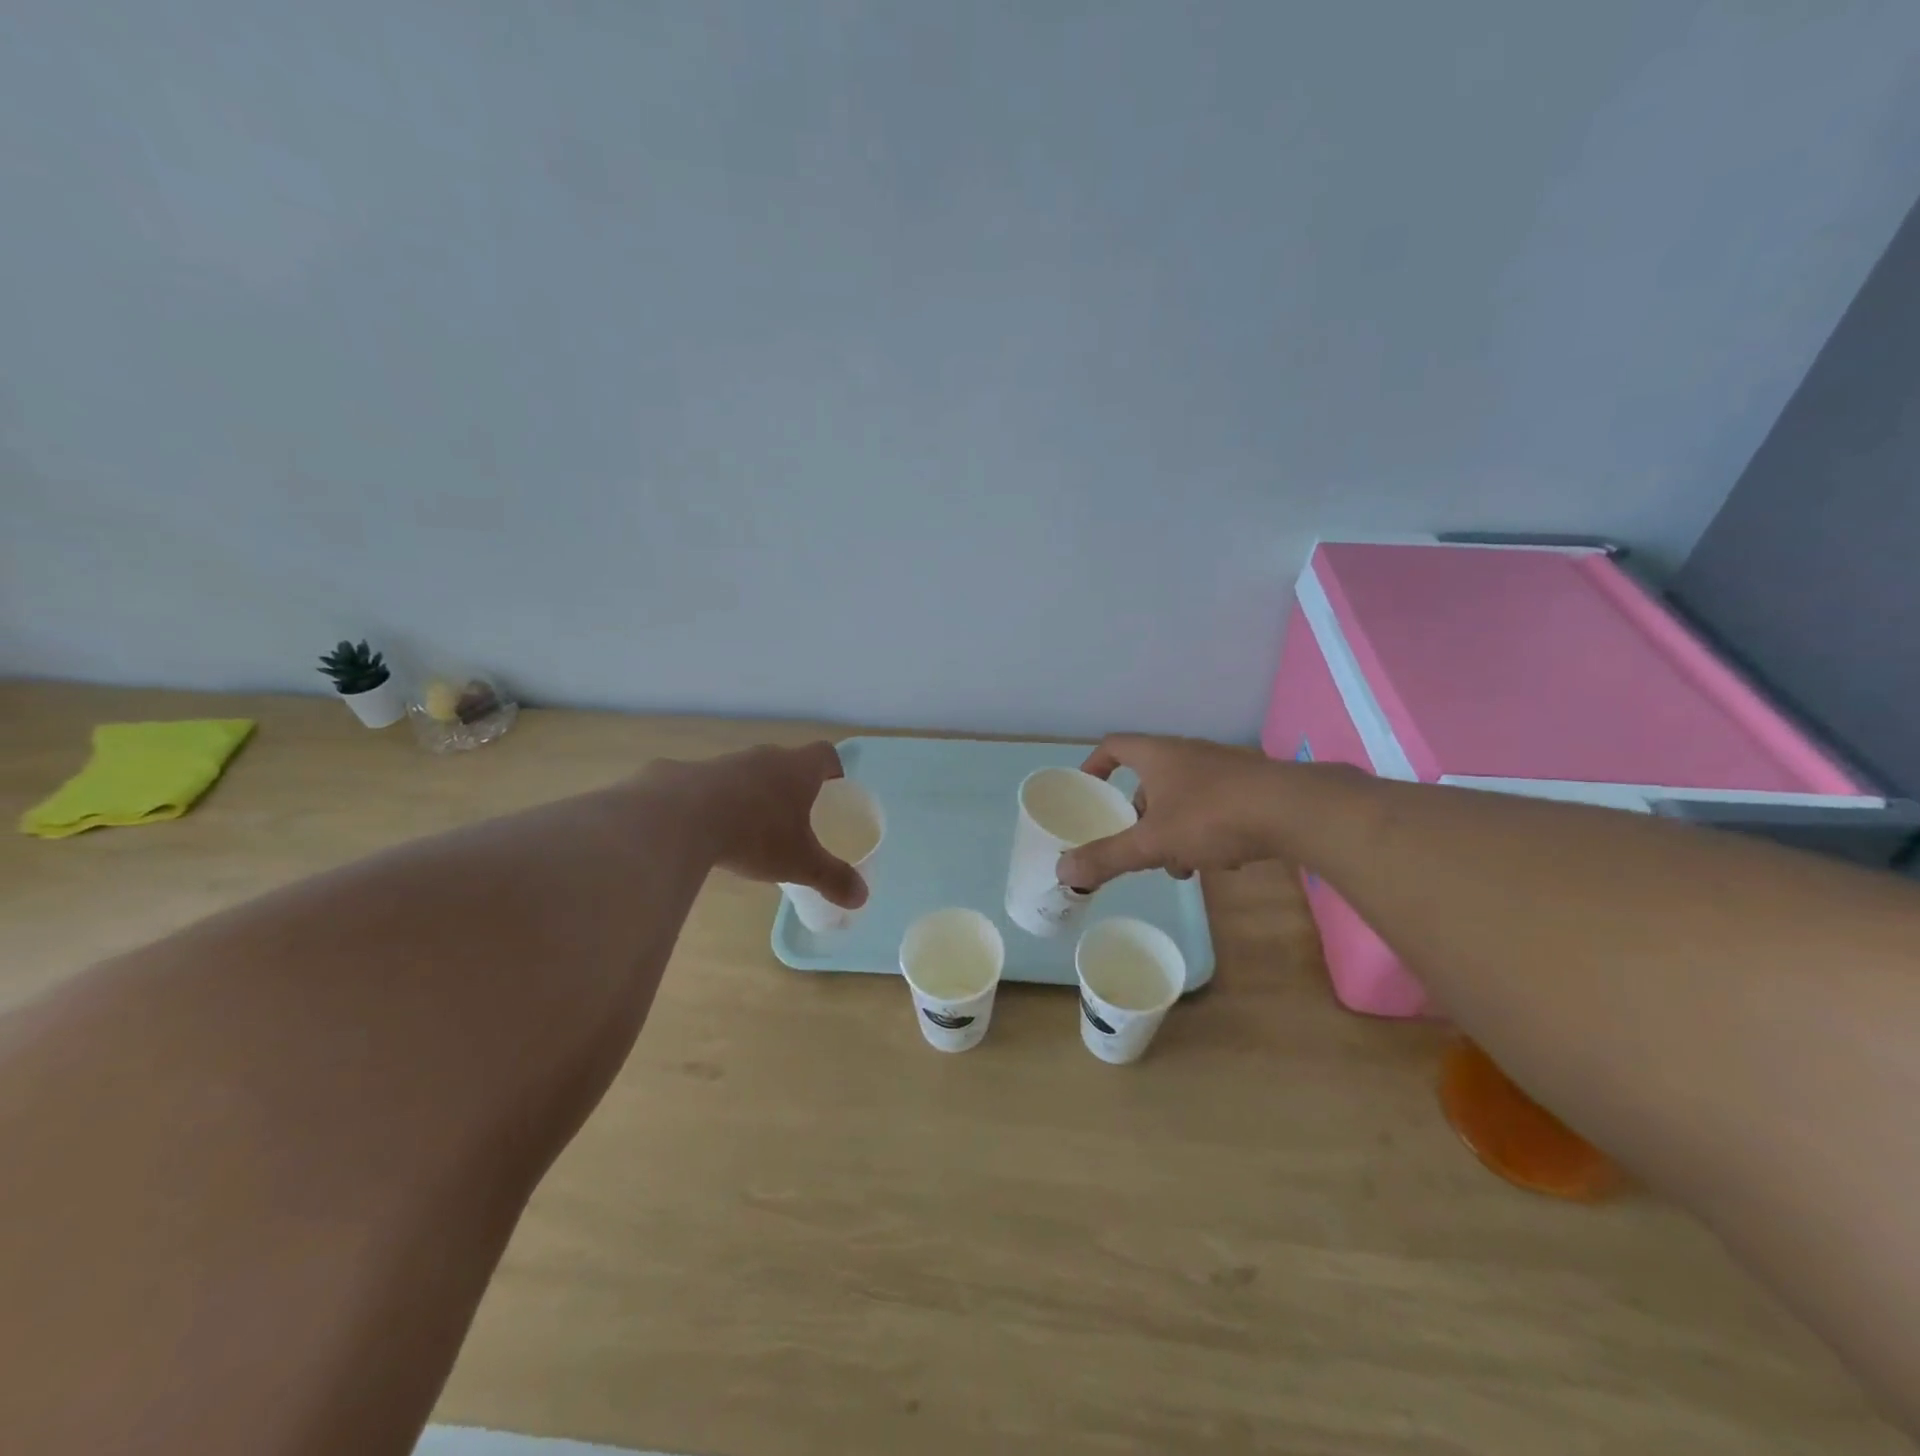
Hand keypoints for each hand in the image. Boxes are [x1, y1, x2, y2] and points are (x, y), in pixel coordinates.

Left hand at [651, 742, 868, 909]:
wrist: (678, 818)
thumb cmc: (755, 834)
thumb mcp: (799, 863)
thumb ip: (832, 878)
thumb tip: (862, 898)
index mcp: (797, 769)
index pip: (825, 754)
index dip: (833, 770)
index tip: (833, 791)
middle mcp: (763, 757)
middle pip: (786, 762)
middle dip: (791, 786)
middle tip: (793, 817)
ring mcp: (722, 762)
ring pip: (746, 773)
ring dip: (750, 793)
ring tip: (747, 828)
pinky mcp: (685, 773)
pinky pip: (707, 785)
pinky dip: (712, 802)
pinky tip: (704, 829)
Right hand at [1056, 734, 1283, 890]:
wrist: (1297, 811)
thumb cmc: (1213, 816)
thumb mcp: (1153, 842)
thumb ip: (1108, 857)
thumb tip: (1062, 872)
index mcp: (1158, 755)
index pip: (1114, 745)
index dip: (1095, 764)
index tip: (1088, 787)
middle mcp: (1188, 754)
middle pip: (1150, 780)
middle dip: (1141, 818)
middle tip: (1140, 846)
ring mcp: (1223, 769)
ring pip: (1183, 799)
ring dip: (1175, 831)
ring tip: (1184, 866)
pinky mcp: (1251, 788)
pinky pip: (1215, 807)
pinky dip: (1208, 832)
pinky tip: (1223, 860)